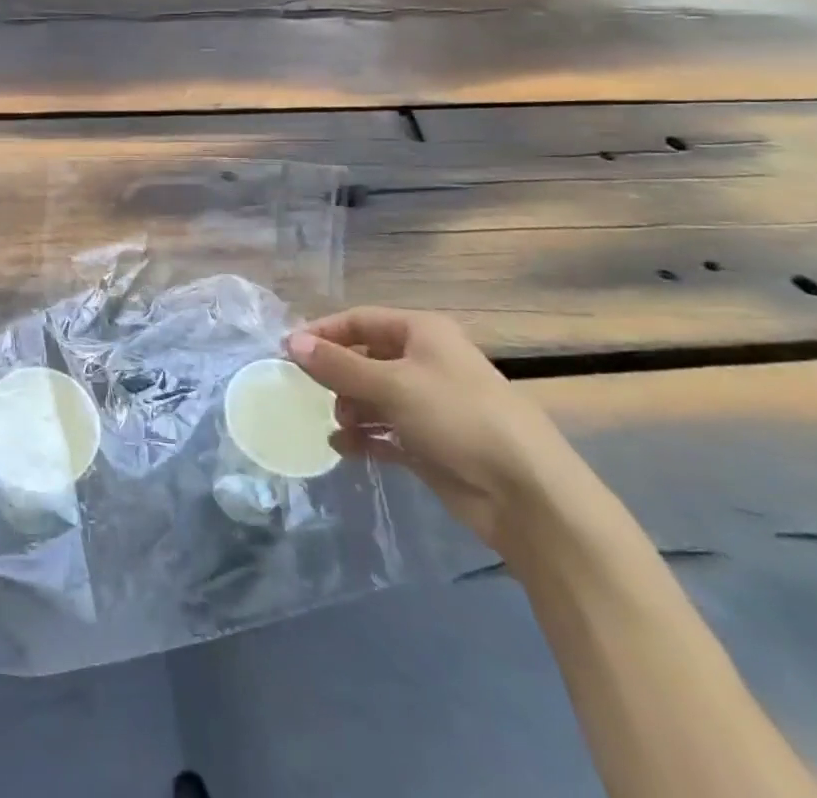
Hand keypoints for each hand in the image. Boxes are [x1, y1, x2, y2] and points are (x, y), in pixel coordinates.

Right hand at [285, 307, 577, 555]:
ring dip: (350, 408)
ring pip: (374, 396)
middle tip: (308, 392)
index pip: (360, 320)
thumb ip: (337, 365)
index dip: (323, 332)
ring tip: (338, 425)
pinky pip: (386, 431)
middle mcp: (425, 362)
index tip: (288, 352)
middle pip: (365, 357)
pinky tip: (344, 449)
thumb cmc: (458, 418)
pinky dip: (365, 437)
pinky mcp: (432, 444)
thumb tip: (290, 342)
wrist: (529, 497)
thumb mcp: (392, 385)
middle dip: (337, 374)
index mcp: (422, 333)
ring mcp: (430, 404)